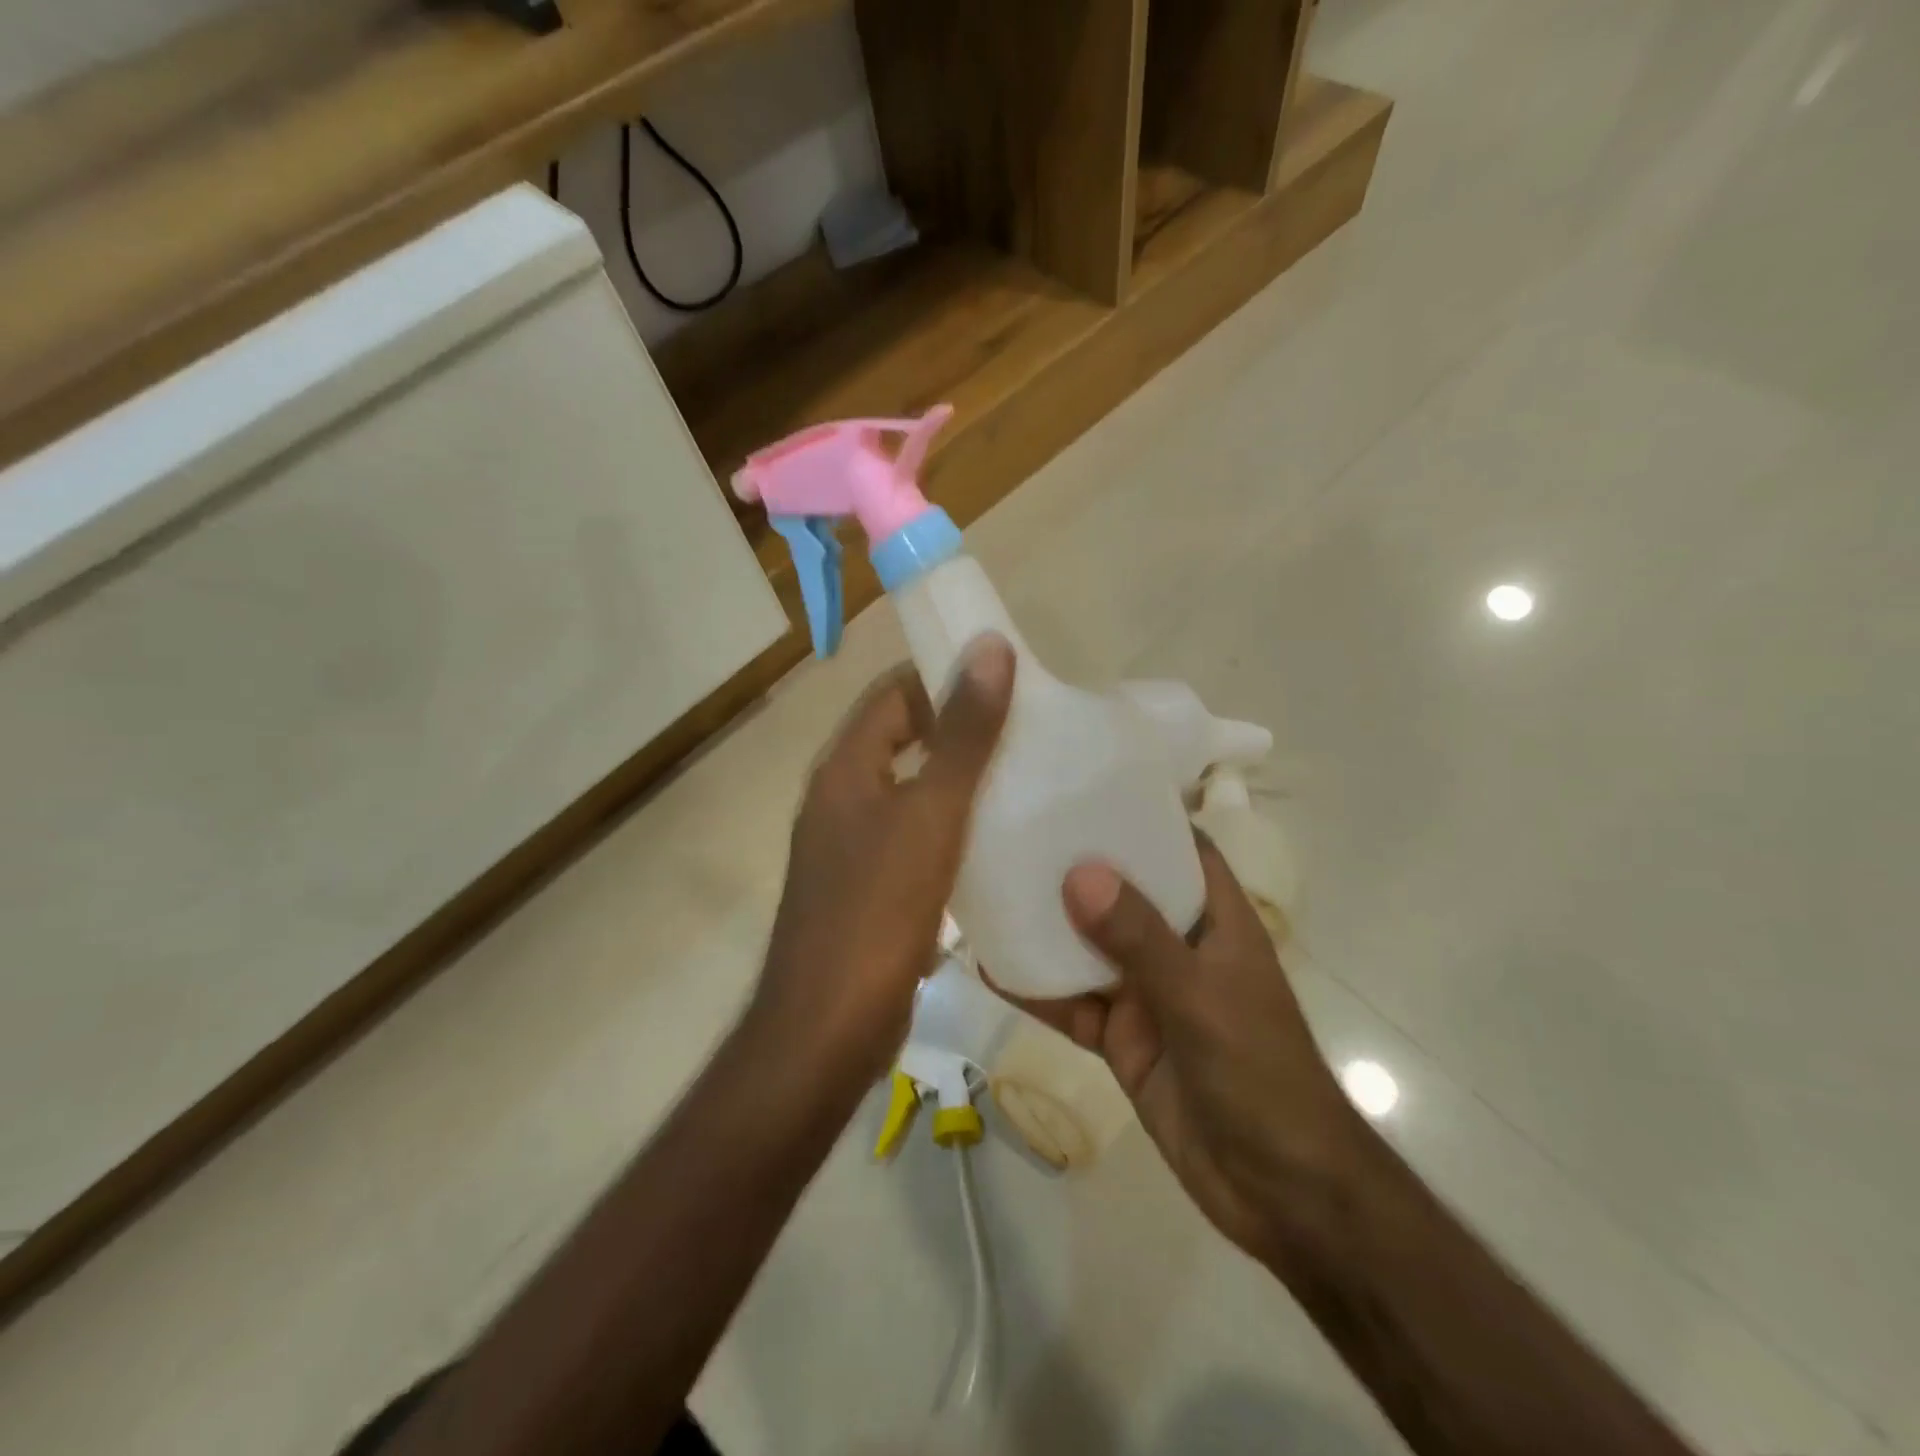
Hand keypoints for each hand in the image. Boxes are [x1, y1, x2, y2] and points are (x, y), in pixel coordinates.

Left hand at [752, 636, 1014, 1084]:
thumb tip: (989, 648)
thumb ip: (963, 735)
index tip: (1008, 680)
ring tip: (1025, 778)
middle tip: (1029, 730)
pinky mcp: (869, 891)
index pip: (893, 694)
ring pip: (911, 792)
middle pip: (903, 740)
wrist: (827, 1030)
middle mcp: (841, 799)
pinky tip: (997, 842)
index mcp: (845, 769)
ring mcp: (851, 848)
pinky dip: (951, 829)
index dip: (944, 676)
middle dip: (960, 728)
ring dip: (959, 780)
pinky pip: (914, 839)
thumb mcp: (930, 814)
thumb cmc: (877, 911)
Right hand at [1025, 838, 1364, 1263]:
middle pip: (1123, 892)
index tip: (1083, 787)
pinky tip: (993, 967)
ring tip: (993, 887)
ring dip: (1049, 926)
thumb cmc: (1259, 1074)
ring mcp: (1148, 994)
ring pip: (1090, 948)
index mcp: (1215, 919)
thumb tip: (1079, 872)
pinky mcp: (1122, 1038)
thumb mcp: (1199, 997)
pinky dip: (1039, 989)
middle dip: (1077, 867)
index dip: (1139, 816)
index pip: (1180, 848)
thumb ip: (1140, 938)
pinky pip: (1074, 1005)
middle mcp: (1179, 946)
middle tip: (1016, 830)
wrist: (1280, 1191)